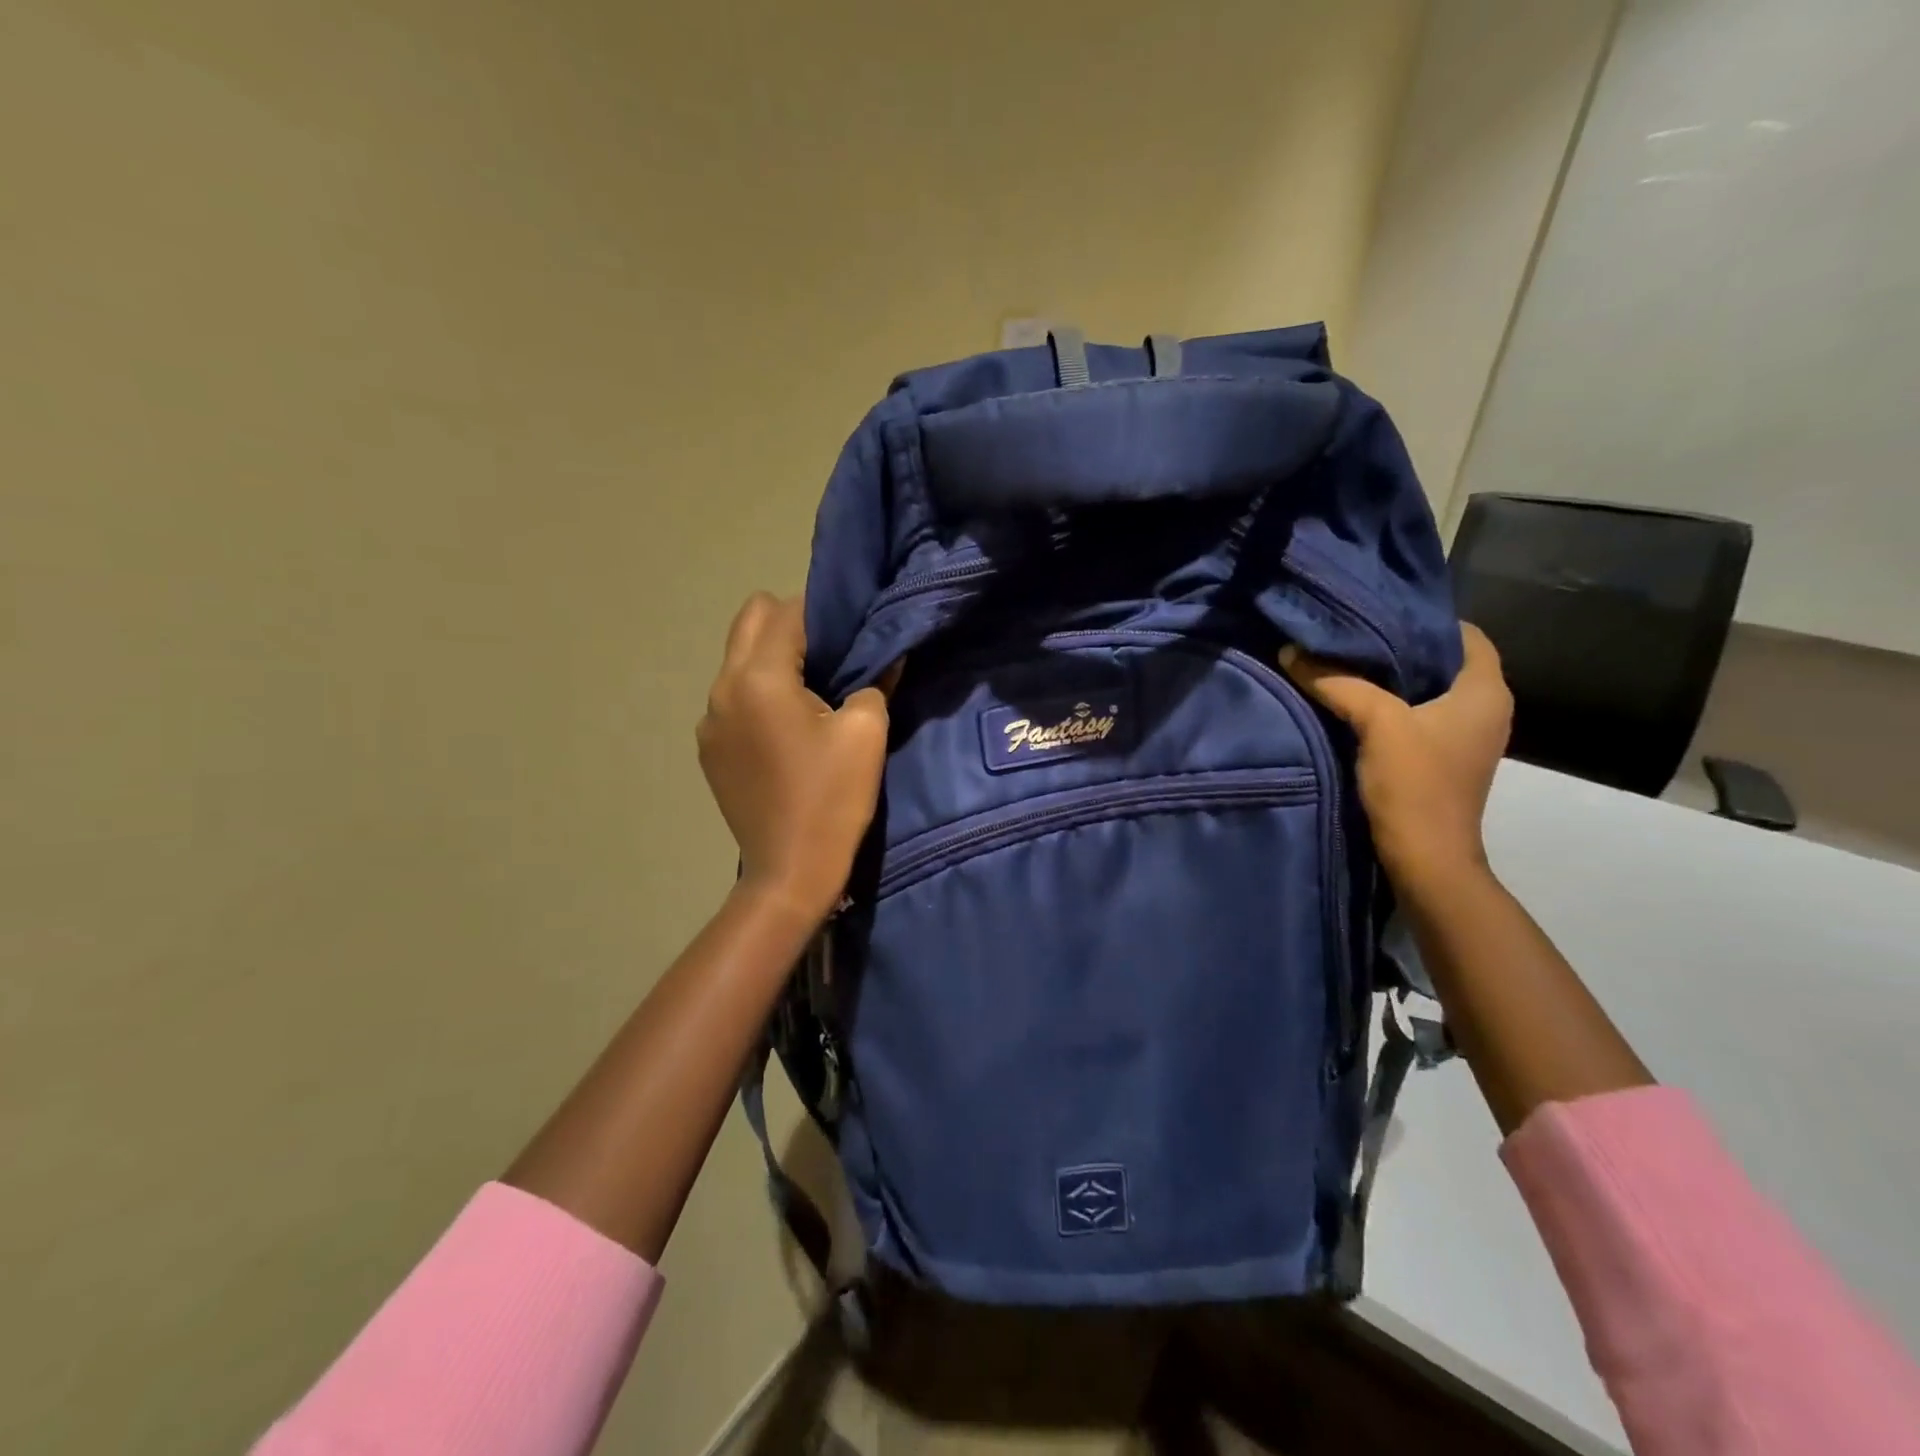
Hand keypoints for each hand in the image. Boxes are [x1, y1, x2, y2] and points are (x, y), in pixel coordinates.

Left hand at [696, 594, 890, 923]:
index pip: (786, 612)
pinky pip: (733, 698)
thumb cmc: (832, 798)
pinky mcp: (709, 749)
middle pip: (750, 621)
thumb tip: (883, 655)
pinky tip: (788, 730)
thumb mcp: (867, 732)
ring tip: (811, 693)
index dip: (824, 611)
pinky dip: (760, 694)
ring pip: (738, 660)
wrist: (789, 872)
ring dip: (773, 660)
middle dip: (791, 625)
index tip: (853, 628)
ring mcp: (709, 721)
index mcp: (758, 678)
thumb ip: (874, 680)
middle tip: (832, 656)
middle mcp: (722, 689)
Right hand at [1281, 624, 1512, 900]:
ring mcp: (1465, 736)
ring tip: (1346, 661)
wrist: (1425, 859)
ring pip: (1429, 689)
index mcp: (1485, 691)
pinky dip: (1391, 704)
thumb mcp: (1376, 724)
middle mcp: (1485, 708)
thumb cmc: (1415, 784)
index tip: (1378, 611)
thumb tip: (1291, 650)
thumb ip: (1336, 682)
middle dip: (1401, 645)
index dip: (1426, 618)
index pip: (1466, 633)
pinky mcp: (1443, 757)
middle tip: (1352, 632)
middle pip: (1444, 660)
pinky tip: (1354, 701)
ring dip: (1393, 677)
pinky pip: (1419, 715)